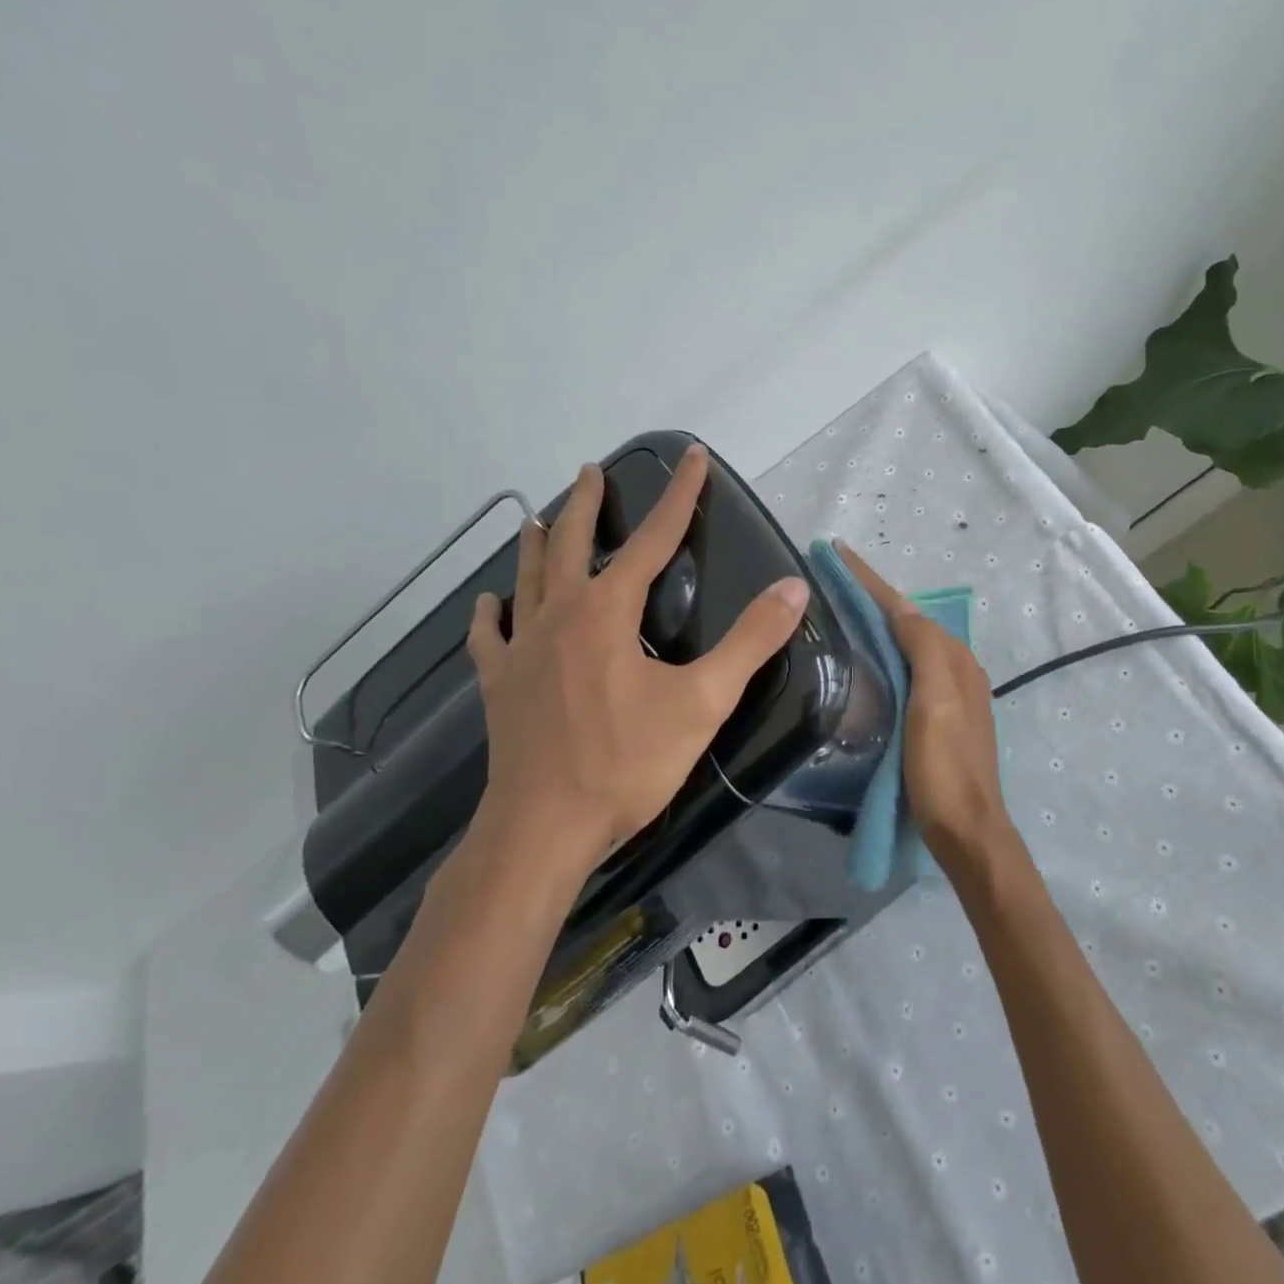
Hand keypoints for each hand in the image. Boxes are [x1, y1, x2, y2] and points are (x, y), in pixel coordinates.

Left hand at [464, 445, 810, 879]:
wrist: (543, 828)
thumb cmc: (627, 763)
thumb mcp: (704, 700)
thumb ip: (750, 641)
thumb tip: (793, 587)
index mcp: (608, 611)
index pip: (655, 538)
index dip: (679, 495)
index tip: (692, 455)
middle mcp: (560, 615)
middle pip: (574, 544)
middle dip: (588, 505)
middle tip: (591, 472)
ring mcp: (522, 649)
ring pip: (528, 579)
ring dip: (538, 545)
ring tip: (540, 518)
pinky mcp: (499, 684)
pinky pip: (491, 637)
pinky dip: (491, 615)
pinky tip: (489, 604)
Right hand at [839, 541, 1010, 856]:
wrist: (967, 829)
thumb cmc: (945, 767)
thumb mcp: (934, 703)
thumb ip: (924, 650)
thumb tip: (904, 610)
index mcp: (952, 659)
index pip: (905, 609)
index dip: (871, 581)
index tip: (837, 553)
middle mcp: (955, 667)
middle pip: (908, 620)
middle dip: (873, 595)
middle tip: (833, 578)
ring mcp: (949, 693)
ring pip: (908, 642)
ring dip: (879, 619)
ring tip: (843, 607)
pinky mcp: (938, 716)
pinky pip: (909, 666)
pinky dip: (886, 649)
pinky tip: (867, 656)